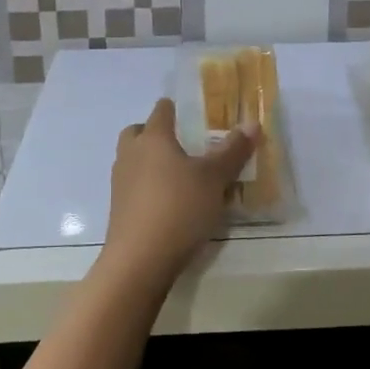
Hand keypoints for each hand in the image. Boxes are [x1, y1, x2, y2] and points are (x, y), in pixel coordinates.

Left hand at [103, 97, 257, 286]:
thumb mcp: (214, 179)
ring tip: (175, 174)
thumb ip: (232, 151)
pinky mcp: (117, 209)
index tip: (187, 112)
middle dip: (153, 133)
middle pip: (137, 132)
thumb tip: (252, 123)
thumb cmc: (179, 208)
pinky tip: (166, 202)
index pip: (161, 111)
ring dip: (148, 160)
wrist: (139, 260)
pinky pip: (131, 186)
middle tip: (178, 143)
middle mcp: (131, 154)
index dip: (173, 108)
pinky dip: (145, 186)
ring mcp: (120, 183)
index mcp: (153, 138)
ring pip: (131, 159)